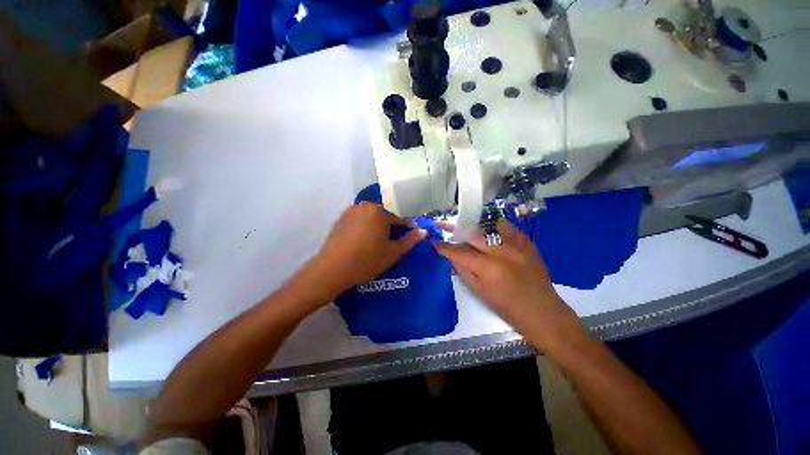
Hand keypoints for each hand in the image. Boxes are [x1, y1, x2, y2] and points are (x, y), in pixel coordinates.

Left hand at [296, 202, 424, 301]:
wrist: (332, 269)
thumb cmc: (367, 260)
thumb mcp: (392, 252)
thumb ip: (409, 240)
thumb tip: (423, 231)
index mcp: (379, 211)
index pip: (400, 217)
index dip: (408, 228)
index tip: (411, 237)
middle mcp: (365, 205)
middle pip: (385, 215)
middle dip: (391, 227)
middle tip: (393, 242)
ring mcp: (351, 211)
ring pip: (372, 217)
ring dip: (378, 227)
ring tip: (378, 243)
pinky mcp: (341, 219)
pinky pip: (360, 220)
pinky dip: (366, 227)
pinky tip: (364, 241)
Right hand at [434, 219, 585, 352]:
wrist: (544, 313)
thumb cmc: (508, 308)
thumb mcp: (480, 292)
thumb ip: (463, 270)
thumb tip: (450, 256)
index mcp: (488, 268)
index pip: (459, 252)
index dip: (444, 246)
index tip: (434, 242)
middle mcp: (502, 252)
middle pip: (472, 233)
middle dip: (456, 230)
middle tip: (447, 229)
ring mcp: (517, 245)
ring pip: (489, 225)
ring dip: (476, 227)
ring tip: (468, 230)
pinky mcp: (528, 243)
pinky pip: (507, 227)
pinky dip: (495, 228)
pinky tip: (490, 234)